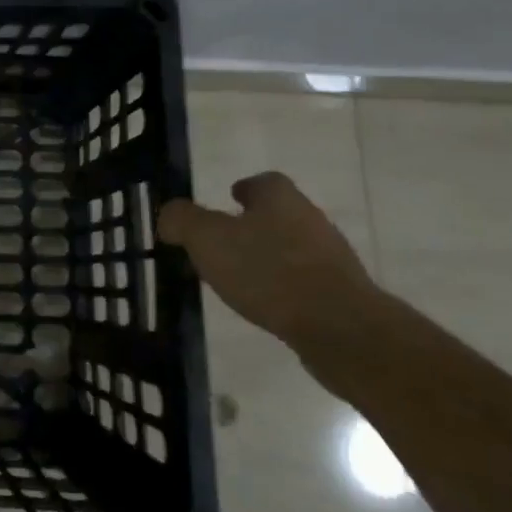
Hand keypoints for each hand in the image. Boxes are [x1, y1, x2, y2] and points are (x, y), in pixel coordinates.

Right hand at [158, 171, 379, 352]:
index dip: (243, 189)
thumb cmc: (268, 271)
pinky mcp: (341, 294)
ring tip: (240, 278)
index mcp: (280, 198)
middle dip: (252, 225)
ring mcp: (330, 258)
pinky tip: (266, 305)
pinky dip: (284, 287)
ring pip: (291, 248)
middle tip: (222, 242)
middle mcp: (310, 219)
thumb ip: (182, 220)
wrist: (341, 329)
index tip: (227, 200)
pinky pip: (304, 281)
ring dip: (268, 257)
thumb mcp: (207, 239)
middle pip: (278, 214)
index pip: (262, 182)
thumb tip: (170, 215)